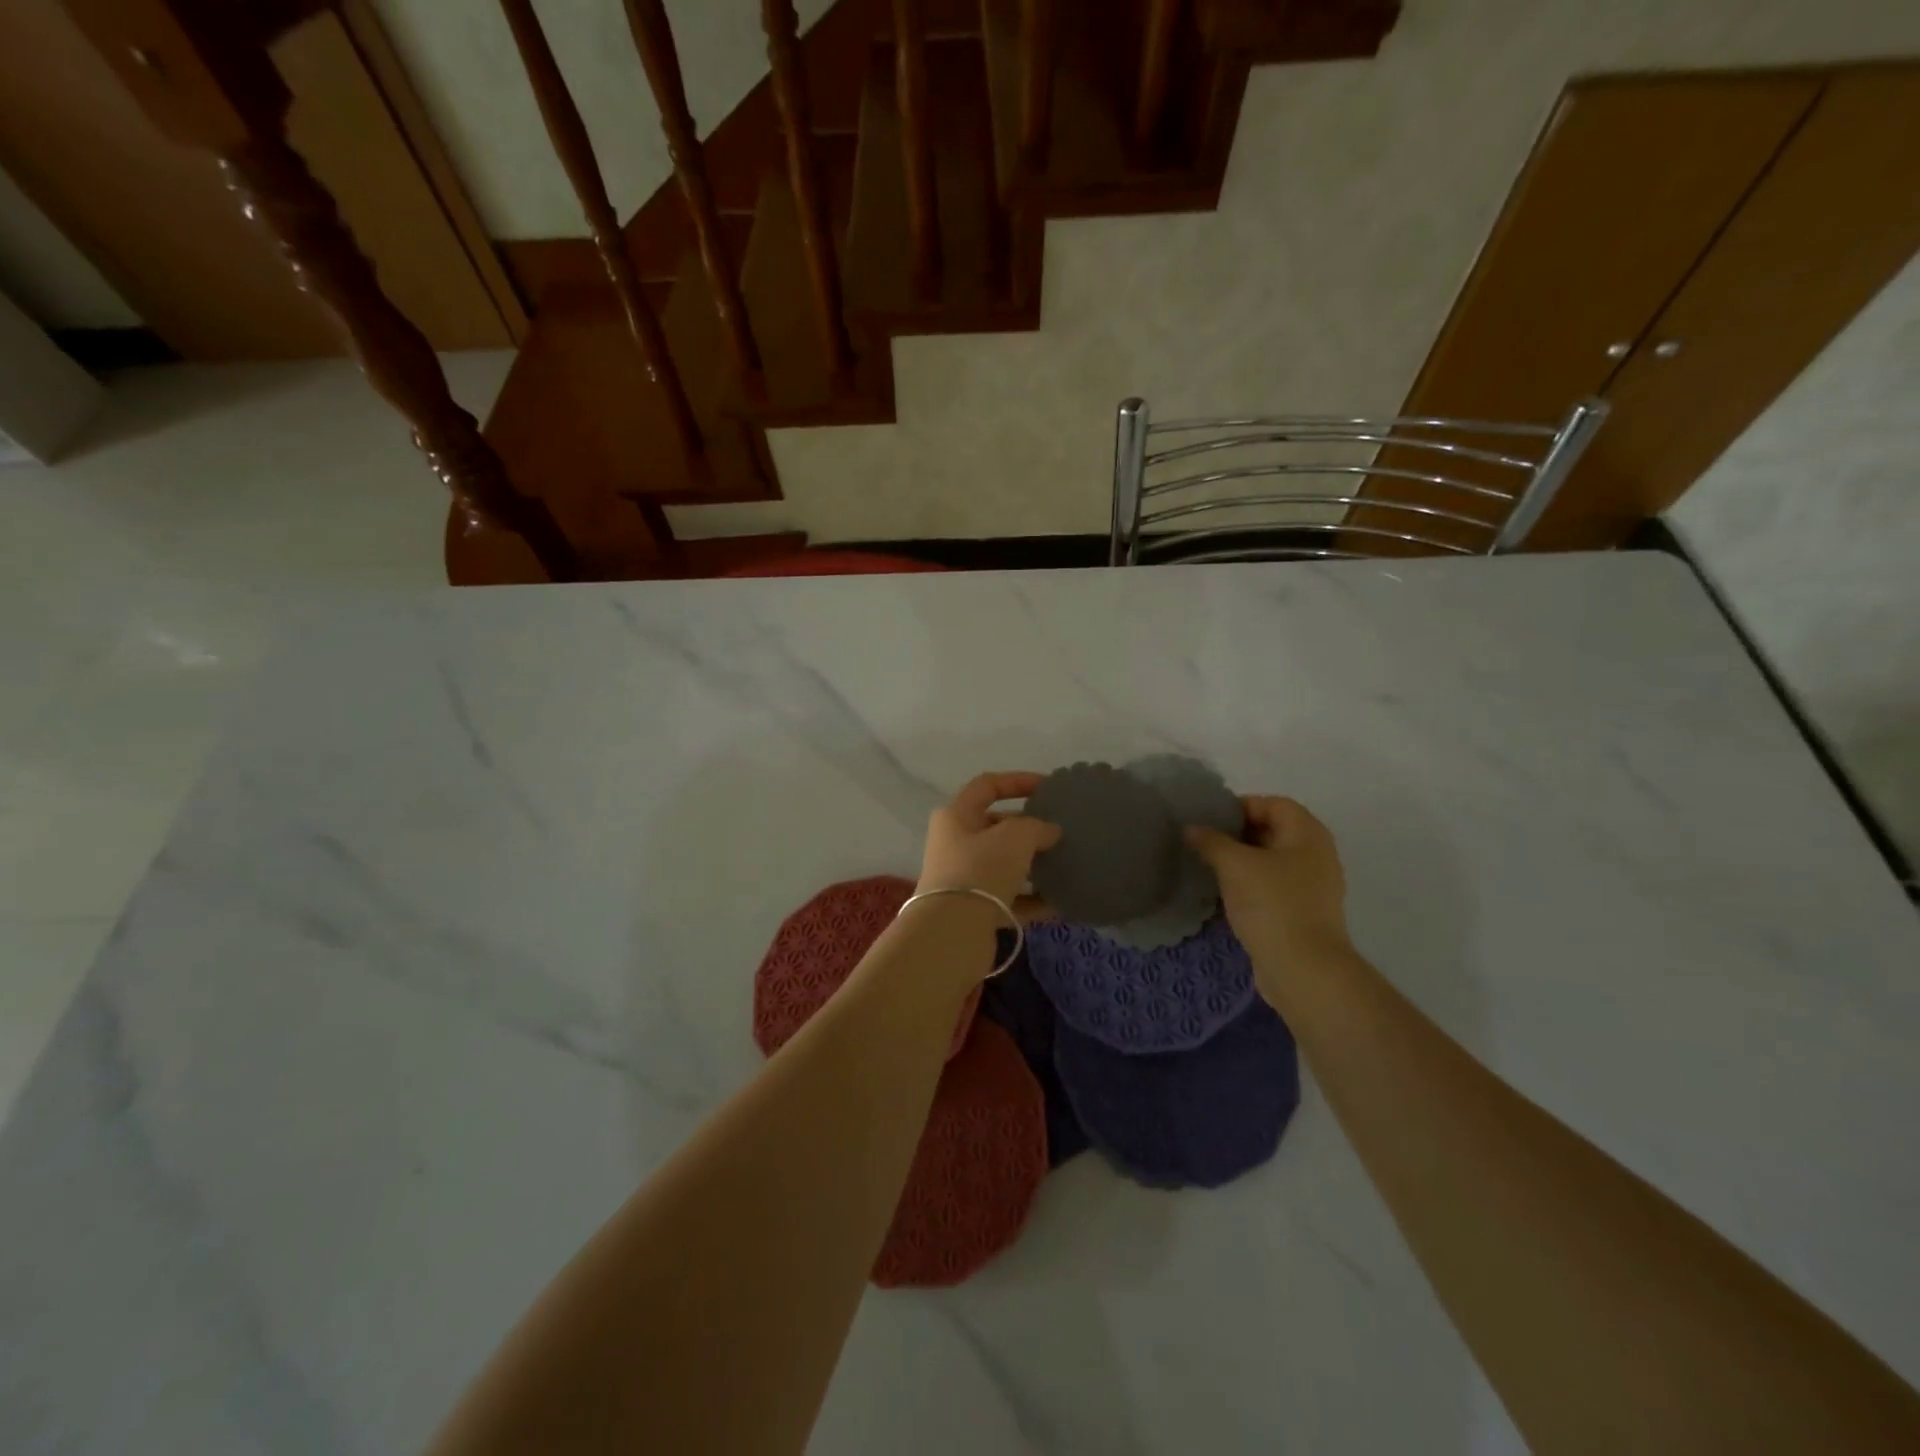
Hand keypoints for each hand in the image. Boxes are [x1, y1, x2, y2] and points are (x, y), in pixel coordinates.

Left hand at [918, 772, 1061, 912]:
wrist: (953, 932)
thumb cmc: (981, 869)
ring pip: (1004, 864)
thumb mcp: (1015, 837)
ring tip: (1065, 863)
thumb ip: (1037, 826)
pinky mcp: (975, 909)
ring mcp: (964, 878)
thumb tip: (1051, 832)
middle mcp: (955, 843)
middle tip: (1060, 830)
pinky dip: (1033, 898)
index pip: (987, 785)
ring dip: (1033, 864)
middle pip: (996, 826)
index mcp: (956, 815)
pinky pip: (1010, 897)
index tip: (1049, 787)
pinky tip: (1061, 901)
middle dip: (1029, 827)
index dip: (1018, 780)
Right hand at [1187, 797, 1352, 997]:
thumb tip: (1192, 828)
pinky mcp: (1302, 913)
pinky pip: (1272, 886)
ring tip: (1209, 866)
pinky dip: (1250, 884)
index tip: (1208, 820)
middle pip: (1273, 830)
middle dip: (1237, 834)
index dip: (1241, 806)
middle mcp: (1316, 855)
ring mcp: (1312, 886)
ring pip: (1271, 861)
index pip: (1273, 804)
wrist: (1304, 970)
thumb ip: (1211, 841)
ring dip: (1241, 861)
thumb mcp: (1234, 865)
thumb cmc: (1272, 905)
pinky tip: (1225, 894)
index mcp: (1307, 834)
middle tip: (1203, 842)